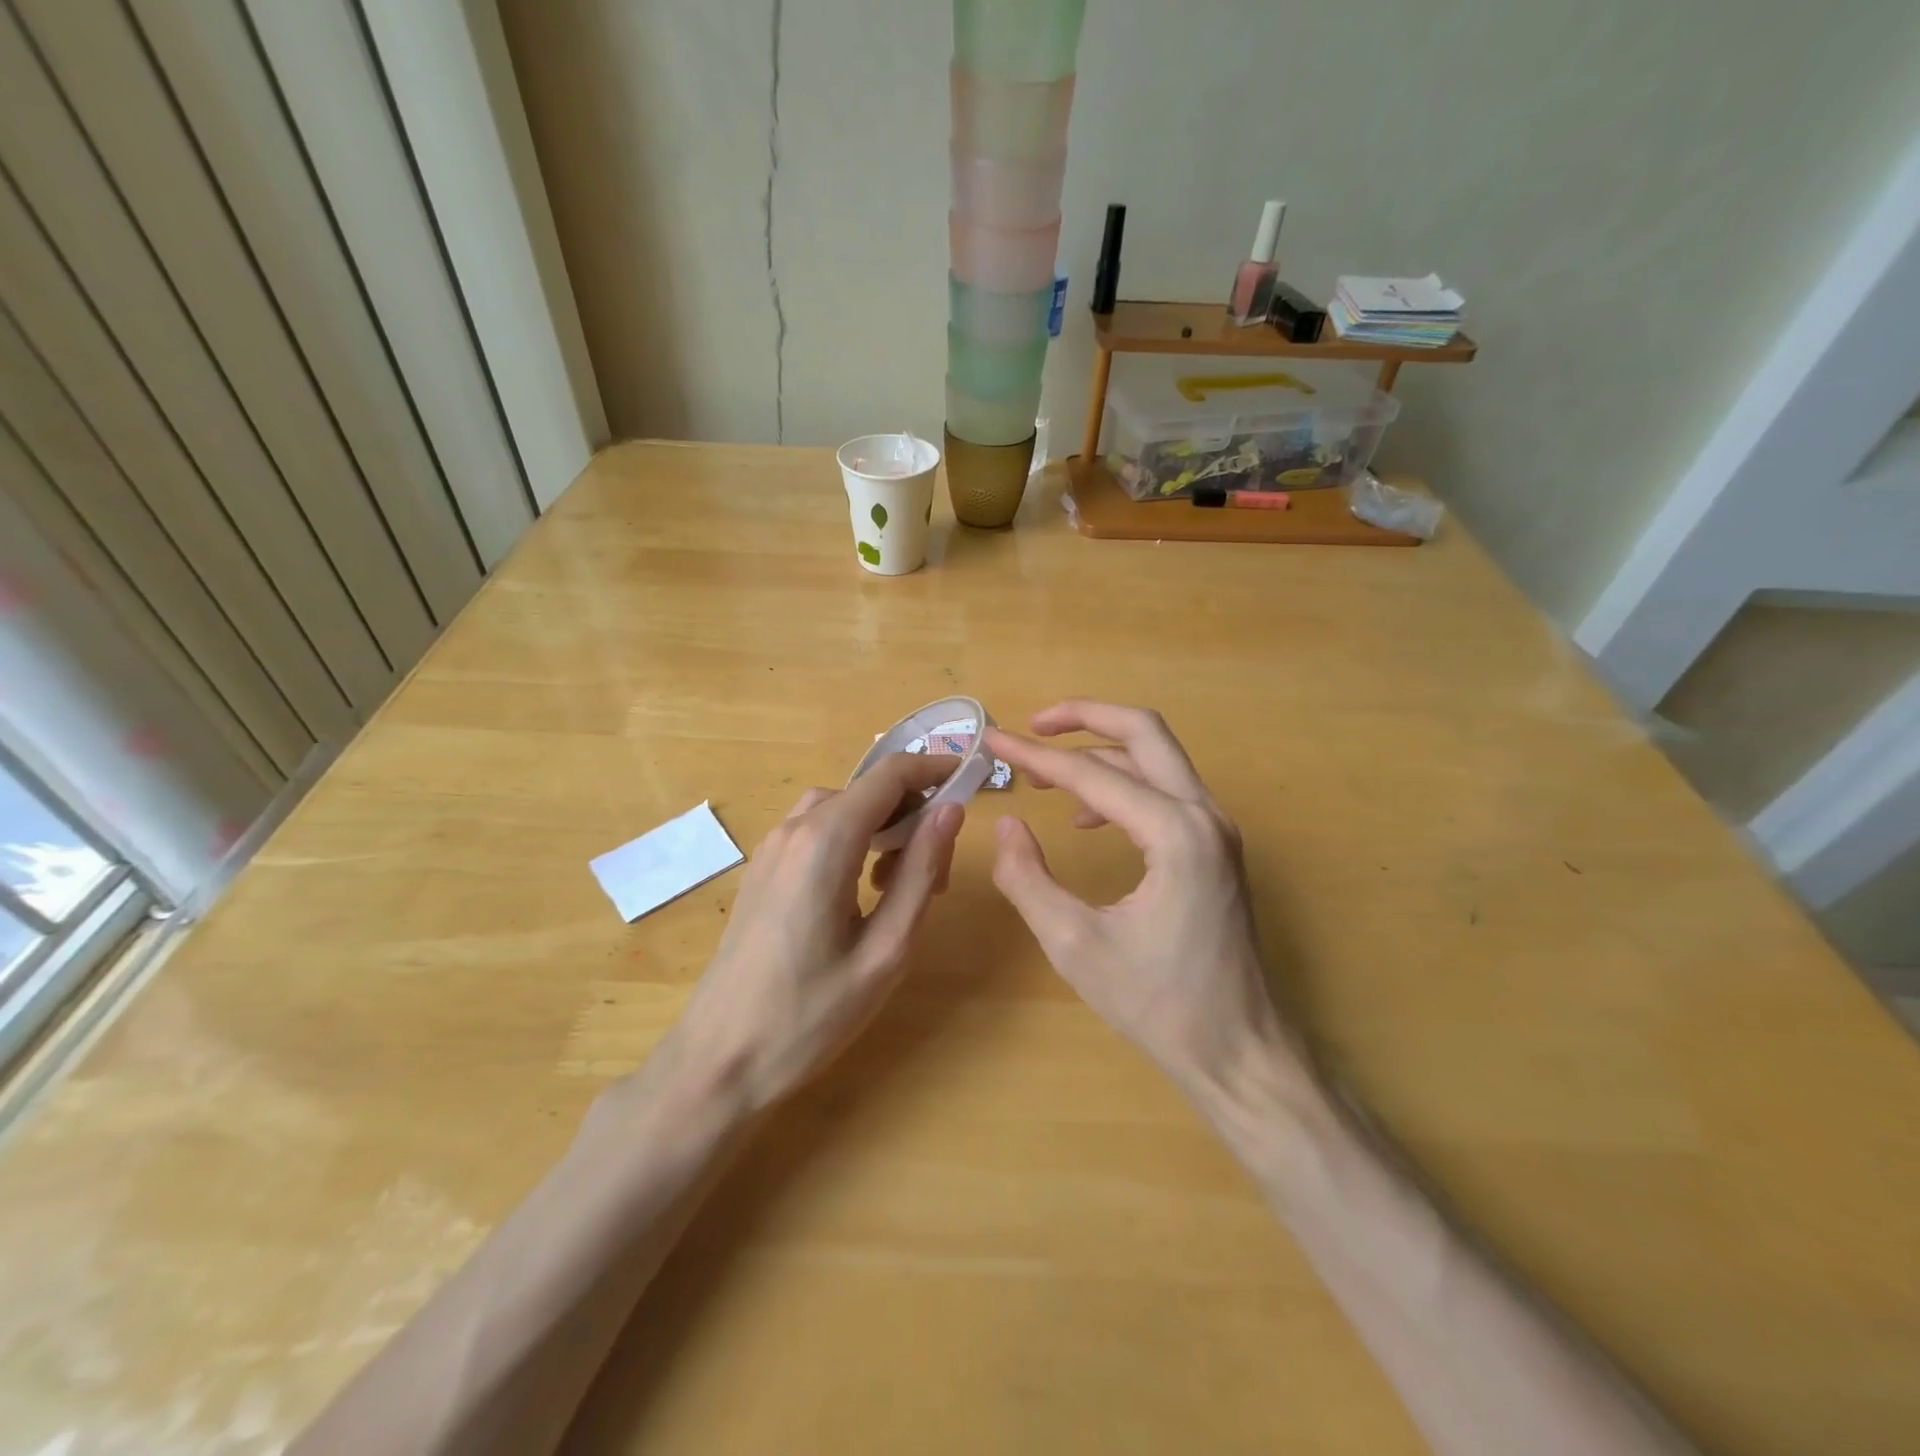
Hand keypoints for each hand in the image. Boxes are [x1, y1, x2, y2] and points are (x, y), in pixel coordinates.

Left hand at [660, 754, 963, 1112]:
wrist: (718, 1060)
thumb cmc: (810, 1014)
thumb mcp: (886, 949)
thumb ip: (920, 872)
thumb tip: (951, 811)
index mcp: (826, 841)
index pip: (890, 774)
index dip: (935, 768)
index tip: (970, 781)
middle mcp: (794, 829)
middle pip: (867, 790)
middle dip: (912, 813)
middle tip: (939, 872)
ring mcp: (771, 848)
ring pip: (841, 809)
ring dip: (881, 827)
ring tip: (901, 885)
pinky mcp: (761, 870)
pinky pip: (816, 831)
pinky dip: (851, 841)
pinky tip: (860, 893)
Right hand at [985, 702, 1294, 1103]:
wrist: (1238, 1050)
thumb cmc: (1158, 1003)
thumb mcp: (1074, 945)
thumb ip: (1029, 879)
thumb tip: (1007, 826)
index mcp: (1174, 834)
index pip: (1091, 774)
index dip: (1035, 755)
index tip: (991, 740)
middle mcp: (1204, 815)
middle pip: (1143, 731)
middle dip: (1084, 717)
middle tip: (1032, 726)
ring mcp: (1216, 829)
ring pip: (1156, 758)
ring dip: (1100, 751)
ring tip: (1045, 774)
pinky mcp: (1214, 847)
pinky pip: (1165, 791)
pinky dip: (1122, 785)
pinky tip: (1086, 819)